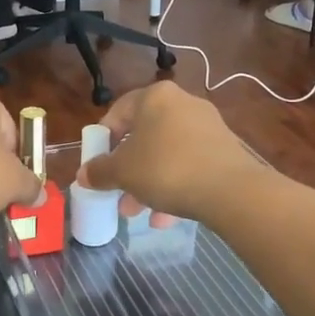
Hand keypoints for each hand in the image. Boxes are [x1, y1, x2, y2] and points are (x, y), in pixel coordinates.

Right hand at [75, 83, 261, 224]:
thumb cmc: (166, 169)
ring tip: (138, 212)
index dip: (102, 140)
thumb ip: (99, 171)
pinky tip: (166, 218)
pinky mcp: (225, 150)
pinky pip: (190, 165)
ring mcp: (207, 126)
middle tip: (116, 193)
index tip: (96, 165)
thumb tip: (83, 174)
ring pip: (167, 154)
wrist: (231, 190)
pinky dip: (175, 186)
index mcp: (155, 97)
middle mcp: (182, 103)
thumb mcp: (122, 172)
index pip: (118, 112)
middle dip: (127, 169)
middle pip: (144, 136)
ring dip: (149, 182)